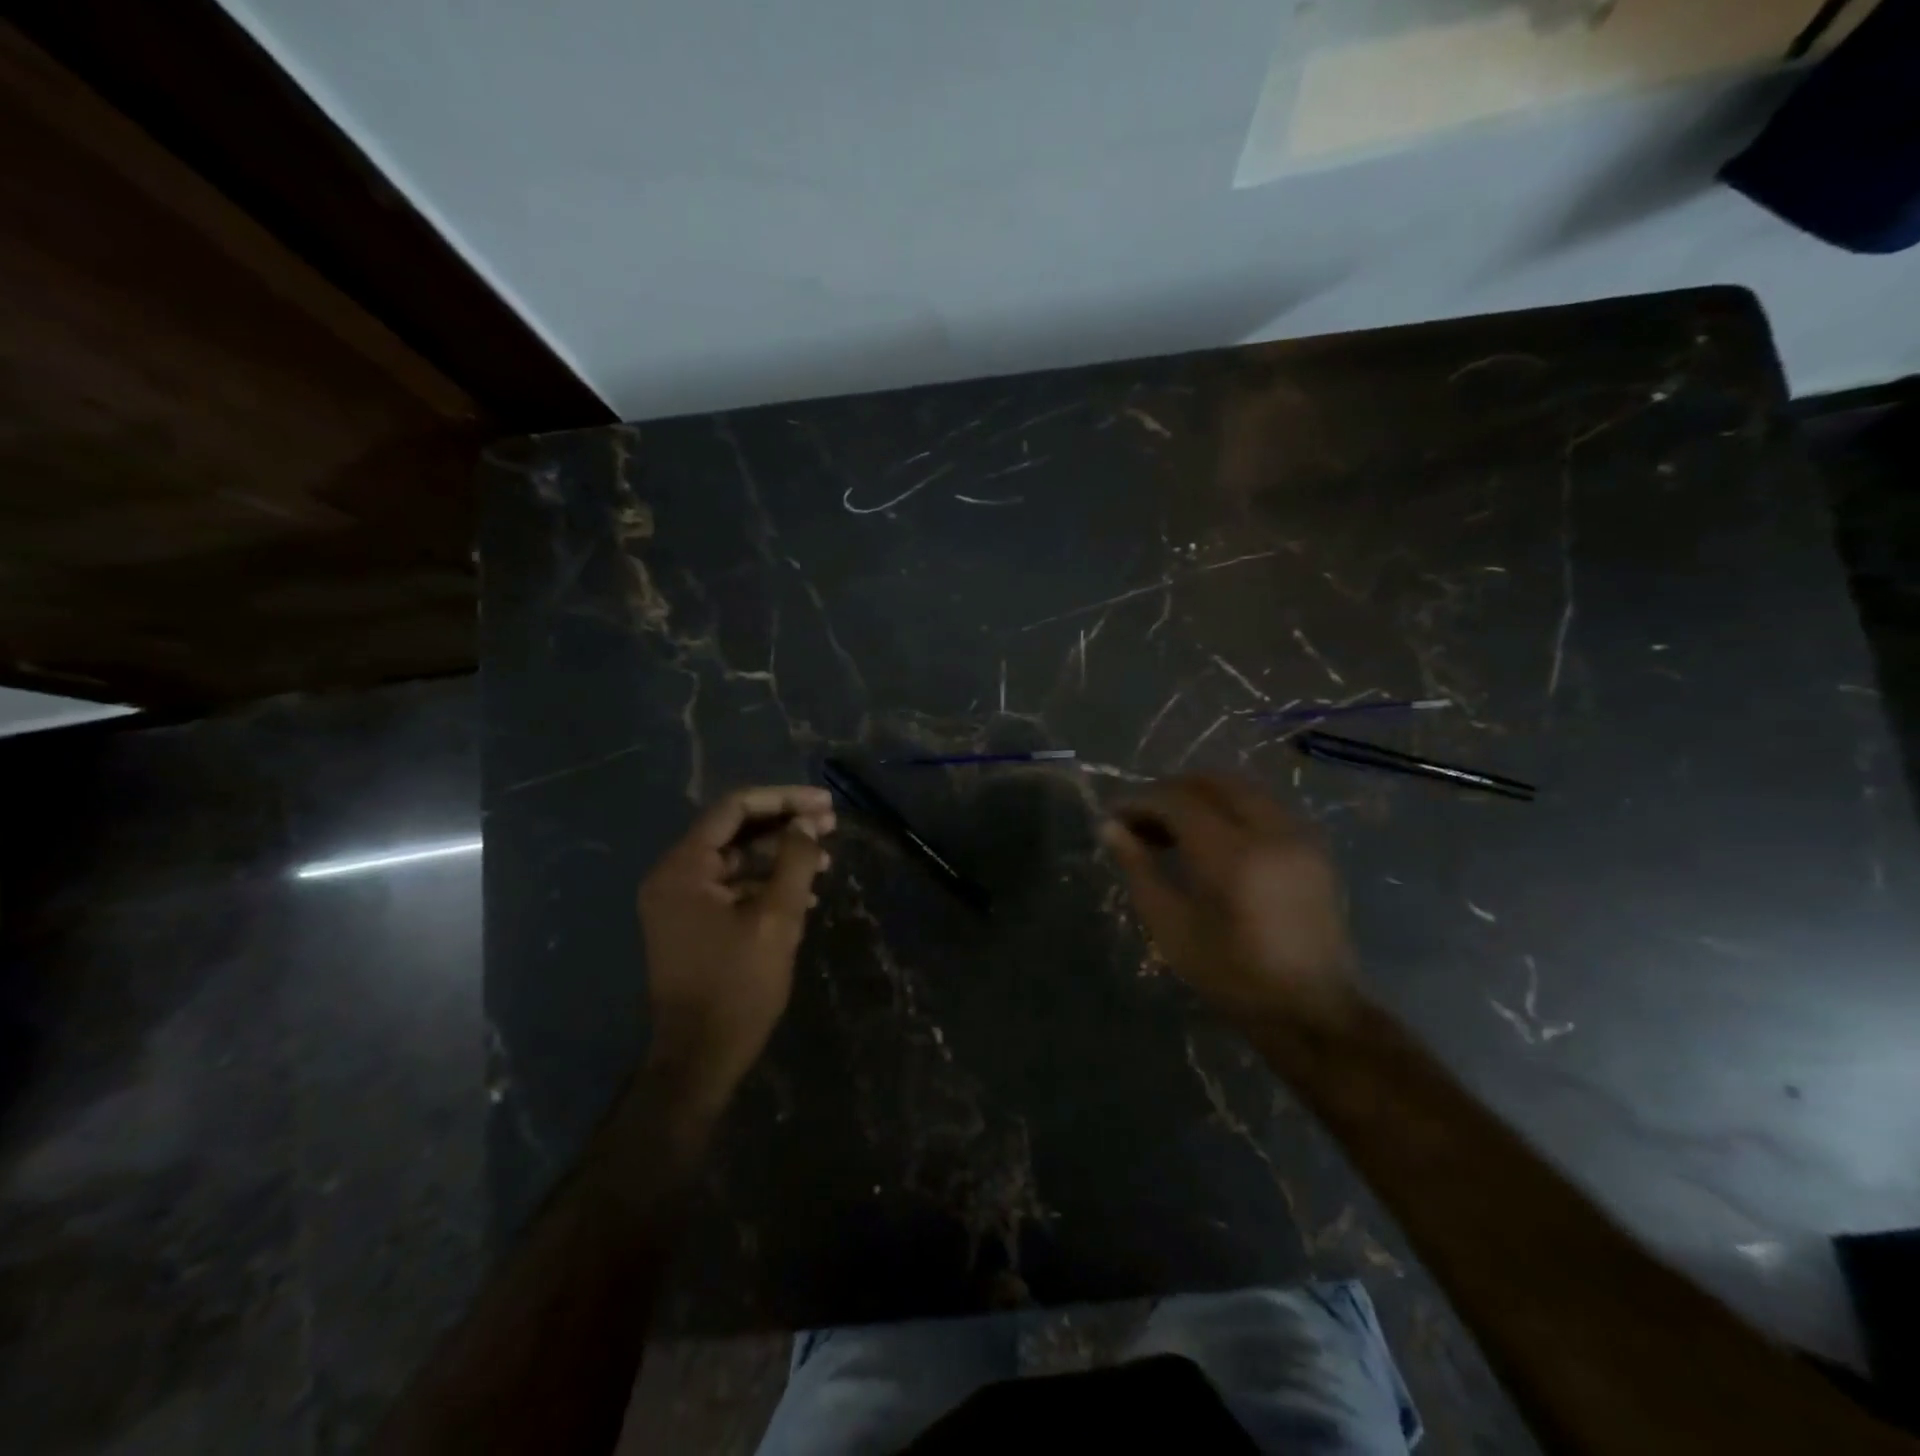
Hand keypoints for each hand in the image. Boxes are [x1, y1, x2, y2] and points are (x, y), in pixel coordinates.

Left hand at [638, 785, 834, 1112]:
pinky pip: (731, 886)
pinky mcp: (691, 923)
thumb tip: (807, 823)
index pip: (734, 810)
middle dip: (785, 825)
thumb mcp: (777, 919)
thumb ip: (795, 862)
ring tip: (826, 859)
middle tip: (831, 825)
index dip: (783, 800)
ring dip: (780, 855)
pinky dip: (766, 883)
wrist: (699, 1058)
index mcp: (683, 868)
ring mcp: (679, 901)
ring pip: (736, 859)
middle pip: (734, 831)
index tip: (824, 804)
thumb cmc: (738, 986)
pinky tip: (805, 893)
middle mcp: (674, 876)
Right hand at [1102, 773, 1359, 1029]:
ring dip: (1201, 796)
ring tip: (1173, 828)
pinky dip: (1231, 807)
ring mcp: (1299, 836)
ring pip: (1242, 788)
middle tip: (1142, 819)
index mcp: (1232, 854)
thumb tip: (1109, 827)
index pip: (1178, 800)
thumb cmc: (1231, 976)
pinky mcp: (1313, 848)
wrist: (1312, 1012)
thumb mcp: (1172, 927)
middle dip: (1171, 791)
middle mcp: (1270, 831)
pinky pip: (1264, 806)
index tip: (1114, 817)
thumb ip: (1139, 869)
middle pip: (1213, 781)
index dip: (1140, 801)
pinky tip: (1212, 839)